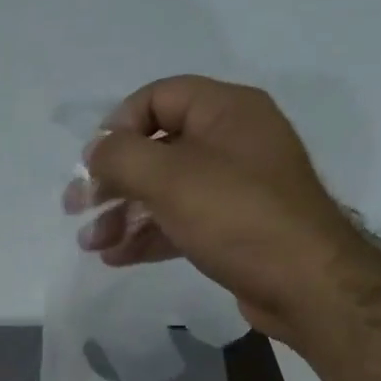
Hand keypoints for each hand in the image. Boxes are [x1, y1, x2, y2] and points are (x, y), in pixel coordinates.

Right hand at [62, 75, 364, 343]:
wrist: (304, 284)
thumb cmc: (236, 216)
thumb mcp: (170, 178)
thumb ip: (121, 156)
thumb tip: (95, 152)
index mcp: (226, 110)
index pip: (159, 97)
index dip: (119, 125)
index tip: (92, 162)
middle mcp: (232, 141)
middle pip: (157, 148)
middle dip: (112, 179)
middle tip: (76, 207)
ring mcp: (235, 187)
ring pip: (165, 191)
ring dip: (123, 214)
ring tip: (91, 243)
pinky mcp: (233, 228)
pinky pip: (181, 221)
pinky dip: (148, 235)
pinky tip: (116, 257)